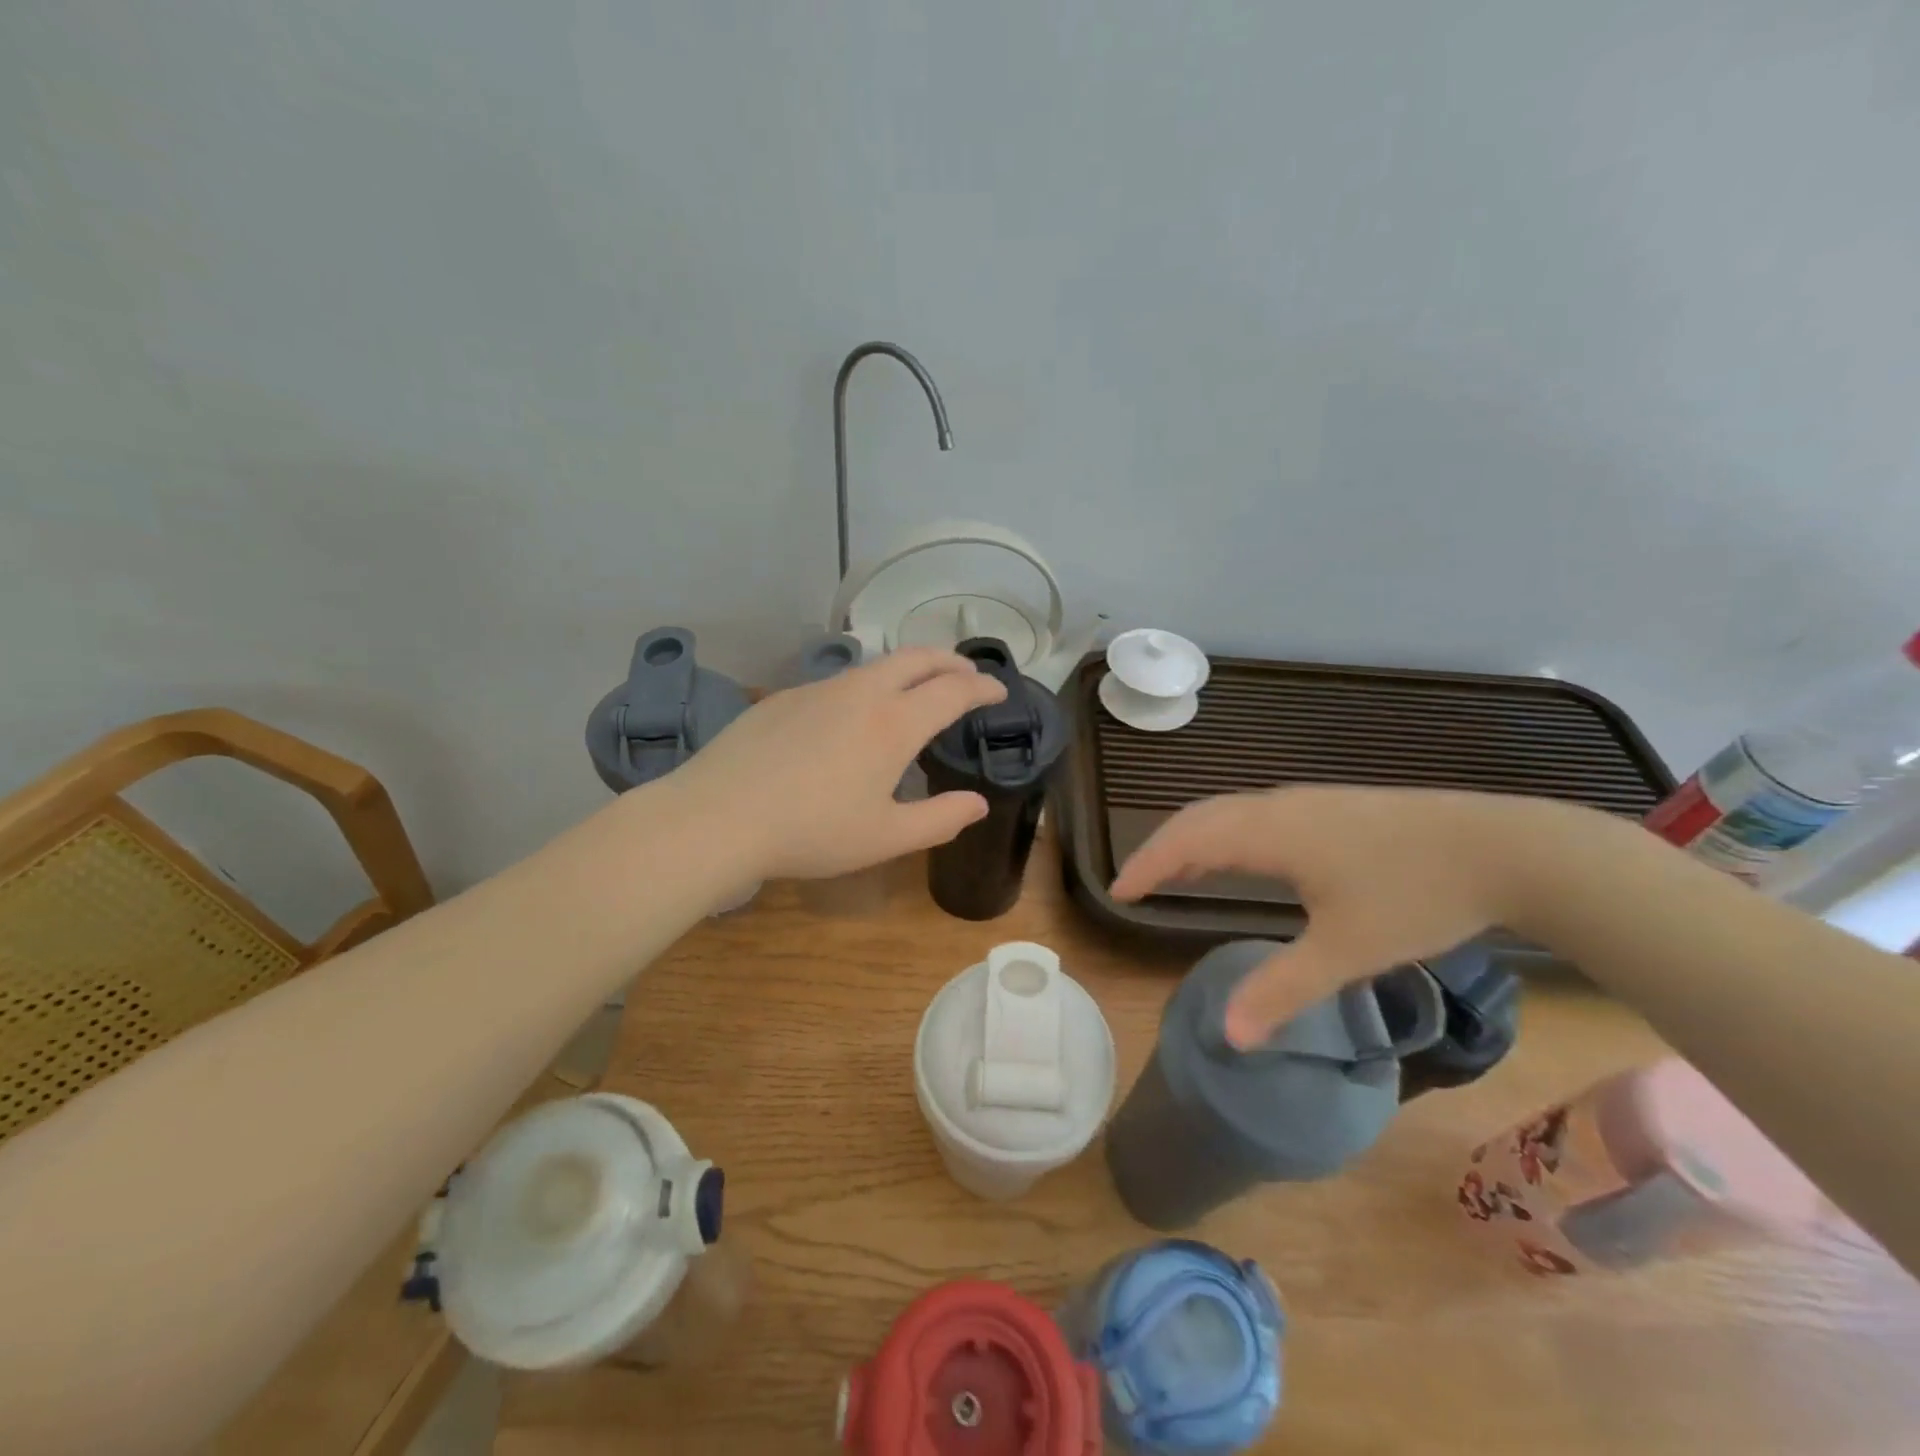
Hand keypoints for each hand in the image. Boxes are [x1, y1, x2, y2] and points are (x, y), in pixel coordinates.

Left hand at [673, 647, 1007, 881]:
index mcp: (893, 724)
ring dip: (907, 669)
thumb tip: (977, 803)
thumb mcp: (885, 837)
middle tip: (966, 674)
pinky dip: (867, 685)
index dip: (981, 687)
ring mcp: (817, 690)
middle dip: (949, 661)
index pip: (952, 690)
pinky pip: (839, 682)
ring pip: (875, 666)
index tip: (997, 690)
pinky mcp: (783, 698)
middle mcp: (860, 693)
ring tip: (916, 688)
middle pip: (916, 658)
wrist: (717, 817)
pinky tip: (853, 714)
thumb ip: (939, 819)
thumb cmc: (811, 832)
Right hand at [1111, 787, 1548, 1046]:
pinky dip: (1224, 833)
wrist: (1503, 847)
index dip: (1147, 864)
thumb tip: (1229, 1037)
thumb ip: (1282, 990)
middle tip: (1137, 882)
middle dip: (1162, 848)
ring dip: (1193, 838)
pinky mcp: (1331, 807)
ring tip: (1178, 872)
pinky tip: (1241, 858)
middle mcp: (1277, 807)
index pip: (1186, 841)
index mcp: (1268, 834)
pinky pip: (1254, 814)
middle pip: (1199, 817)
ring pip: (1228, 812)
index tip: (1118, 892)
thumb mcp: (1346, 950)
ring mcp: (1306, 802)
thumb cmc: (1416, 895)